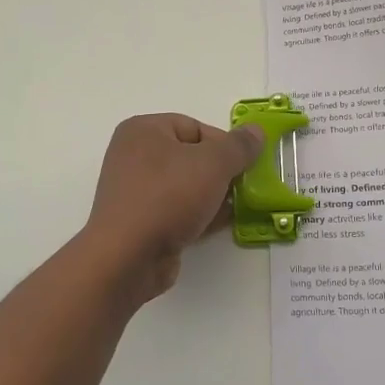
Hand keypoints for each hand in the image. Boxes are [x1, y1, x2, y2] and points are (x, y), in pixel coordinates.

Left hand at [83, 114, 264, 305]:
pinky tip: (219, 225)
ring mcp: (134, 191)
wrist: (128, 257)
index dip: (224, 144)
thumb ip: (238, 146)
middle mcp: (133, 156)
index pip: (194, 127)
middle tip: (243, 187)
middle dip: (220, 172)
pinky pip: (176, 210)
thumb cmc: (168, 196)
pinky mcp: (139, 222)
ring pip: (185, 186)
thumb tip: (256, 131)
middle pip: (190, 156)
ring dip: (212, 195)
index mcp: (143, 130)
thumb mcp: (213, 164)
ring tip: (237, 207)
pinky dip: (198, 215)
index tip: (244, 165)